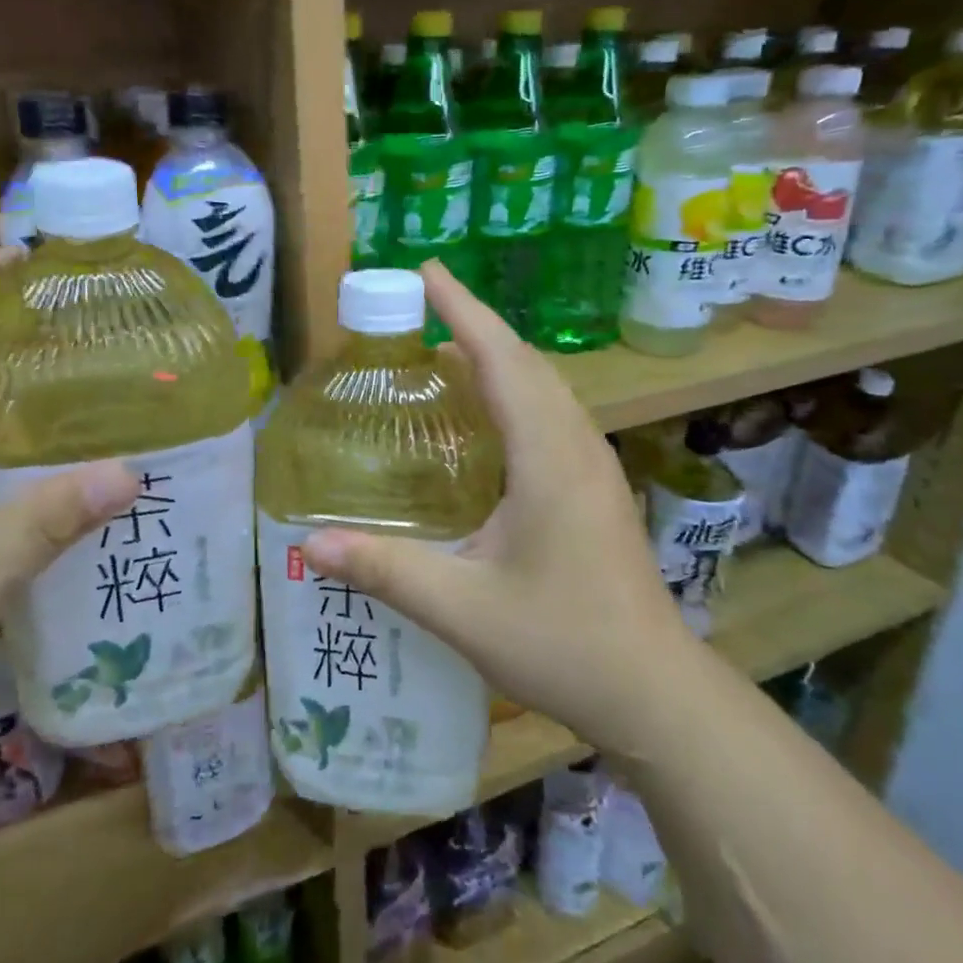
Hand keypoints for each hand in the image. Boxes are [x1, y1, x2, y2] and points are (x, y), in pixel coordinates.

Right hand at [301, 263, 698, 757]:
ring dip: (498, 360)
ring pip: (544, 389)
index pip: (502, 359)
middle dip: (474, 327)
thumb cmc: (562, 643)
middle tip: (418, 313)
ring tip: (443, 358)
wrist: (652, 690)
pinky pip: (552, 417)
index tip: (427, 272)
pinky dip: (515, 395)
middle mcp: (578, 446)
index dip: (462, 310)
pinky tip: (486, 425)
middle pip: (526, 363)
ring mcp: (595, 466)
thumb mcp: (462, 608)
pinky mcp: (597, 488)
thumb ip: (385, 570)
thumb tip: (309, 544)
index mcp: (548, 457)